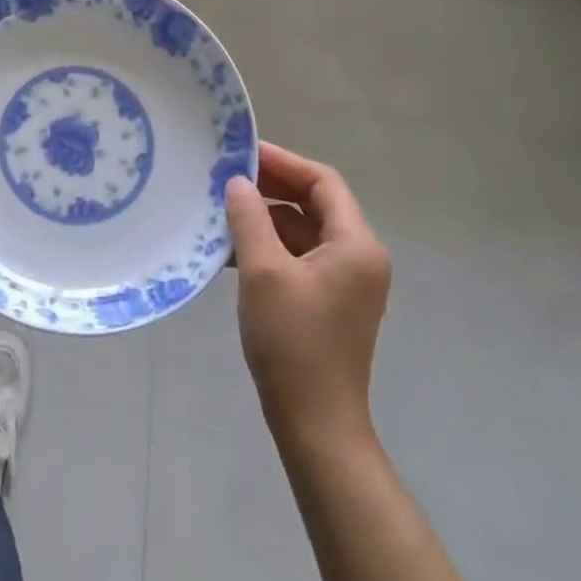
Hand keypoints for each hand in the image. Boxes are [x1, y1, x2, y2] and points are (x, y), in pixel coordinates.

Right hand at [226, 142, 391, 446]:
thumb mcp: (263, 271)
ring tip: (221, 212)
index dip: (282, 161)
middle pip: (313, 203)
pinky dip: (268, 247)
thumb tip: (237, 182)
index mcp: (356, 244)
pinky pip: (298, 257)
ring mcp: (345, 281)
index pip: (322, 181)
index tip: (241, 153)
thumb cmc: (293, 343)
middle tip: (226, 177)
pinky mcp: (328, 301)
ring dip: (264, 219)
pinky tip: (231, 251)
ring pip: (302, 230)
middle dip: (270, 188)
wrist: (315, 428)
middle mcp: (358, 257)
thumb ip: (249, 217)